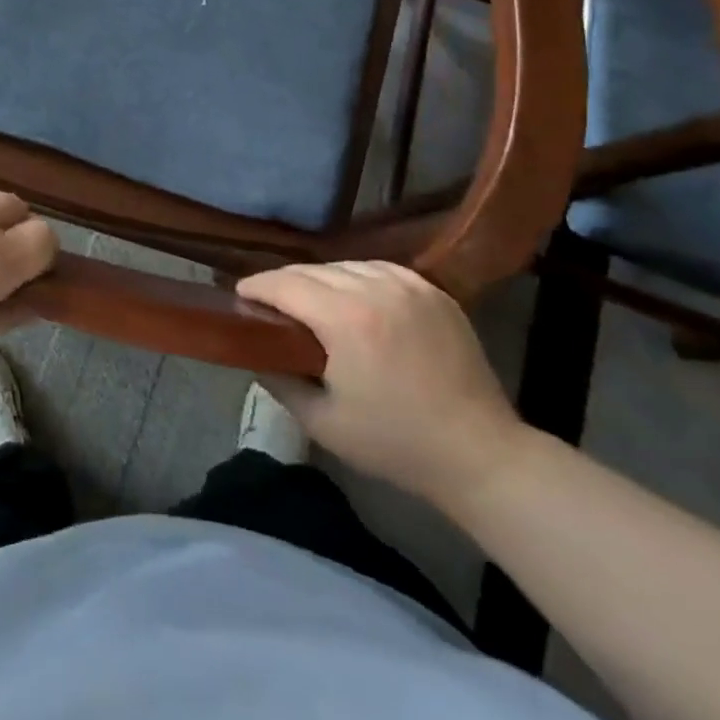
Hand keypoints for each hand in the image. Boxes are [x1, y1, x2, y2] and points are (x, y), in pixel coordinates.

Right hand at [236, 261, 524, 509]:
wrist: (480, 454)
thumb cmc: (396, 444)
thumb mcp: (324, 423)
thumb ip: (280, 381)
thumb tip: (255, 354)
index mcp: (346, 319)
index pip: (285, 283)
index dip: (256, 286)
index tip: (239, 295)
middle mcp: (376, 287)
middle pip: (313, 270)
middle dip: (284, 282)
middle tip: (268, 302)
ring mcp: (409, 284)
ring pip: (346, 265)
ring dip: (320, 279)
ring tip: (309, 300)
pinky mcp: (433, 290)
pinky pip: (380, 269)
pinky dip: (357, 278)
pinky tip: (353, 298)